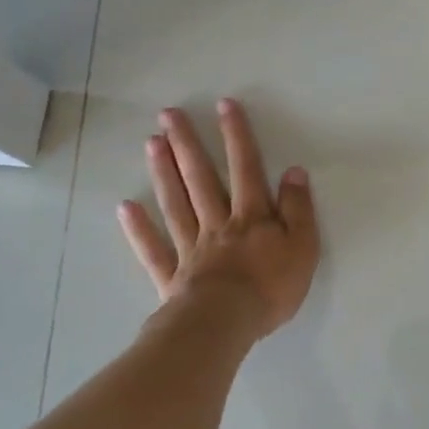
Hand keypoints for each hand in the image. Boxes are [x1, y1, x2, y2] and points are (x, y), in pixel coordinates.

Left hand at [118, 99, 319, 337]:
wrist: (226, 323)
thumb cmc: (270, 288)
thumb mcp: (302, 247)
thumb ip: (298, 209)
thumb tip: (294, 172)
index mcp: (251, 217)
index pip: (246, 168)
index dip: (236, 136)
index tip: (223, 105)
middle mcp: (218, 223)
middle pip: (201, 178)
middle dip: (187, 144)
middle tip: (168, 114)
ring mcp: (191, 248)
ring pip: (176, 204)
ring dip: (163, 172)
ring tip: (150, 142)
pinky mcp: (172, 276)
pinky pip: (154, 249)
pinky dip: (139, 229)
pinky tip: (126, 208)